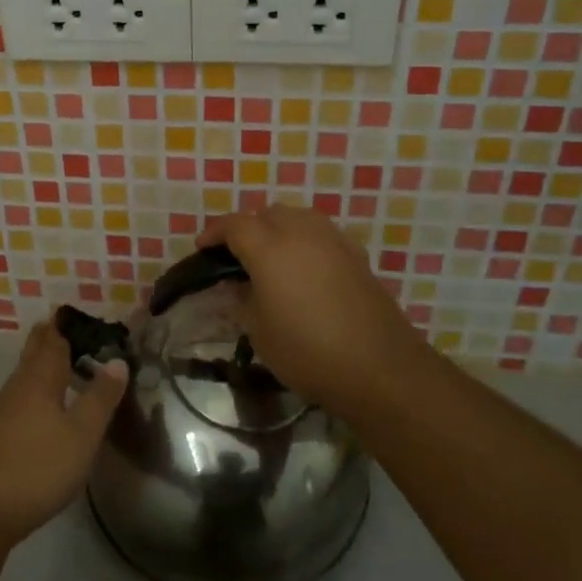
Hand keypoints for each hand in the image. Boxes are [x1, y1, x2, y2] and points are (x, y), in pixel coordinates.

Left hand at [0, 319, 128, 545]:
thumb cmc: (37, 466)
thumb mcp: (82, 435)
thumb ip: (101, 398)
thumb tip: (117, 361)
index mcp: (40, 380)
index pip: (53, 342)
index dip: (63, 327)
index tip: (70, 312)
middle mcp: (17, 388)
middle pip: (33, 355)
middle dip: (46, 339)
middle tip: (58, 325)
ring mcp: (0, 412)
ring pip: (23, 377)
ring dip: (38, 365)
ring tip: (54, 361)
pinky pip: (17, 399)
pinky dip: (31, 391)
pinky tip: (37, 407)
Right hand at [200, 203, 426, 413]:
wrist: (378, 366)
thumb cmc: (307, 351)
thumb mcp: (259, 330)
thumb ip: (244, 298)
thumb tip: (239, 283)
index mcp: (269, 247)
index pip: (234, 225)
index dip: (214, 233)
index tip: (202, 248)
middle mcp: (301, 231)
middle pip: (267, 214)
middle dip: (248, 228)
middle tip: (236, 256)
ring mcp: (333, 239)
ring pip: (297, 218)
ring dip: (278, 229)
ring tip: (270, 258)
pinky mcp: (356, 254)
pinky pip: (320, 234)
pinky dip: (304, 241)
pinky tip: (303, 268)